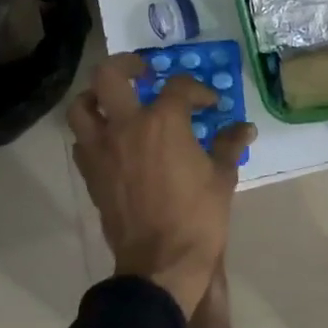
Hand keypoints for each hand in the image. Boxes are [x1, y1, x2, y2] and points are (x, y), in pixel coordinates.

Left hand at [69, 53, 254, 316]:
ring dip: (96, 97)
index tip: (210, 104)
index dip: (198, 91)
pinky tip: (112, 141)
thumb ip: (230, 144)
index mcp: (164, 121)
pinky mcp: (91, 174)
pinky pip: (82, 141)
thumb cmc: (198, 216)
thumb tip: (245, 128)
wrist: (161, 262)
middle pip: (110, 76)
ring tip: (114, 100)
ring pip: (81, 107)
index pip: (179, 88)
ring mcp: (102, 150)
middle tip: (144, 72)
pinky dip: (93, 133)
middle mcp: (126, 126)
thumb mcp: (223, 177)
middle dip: (127, 65)